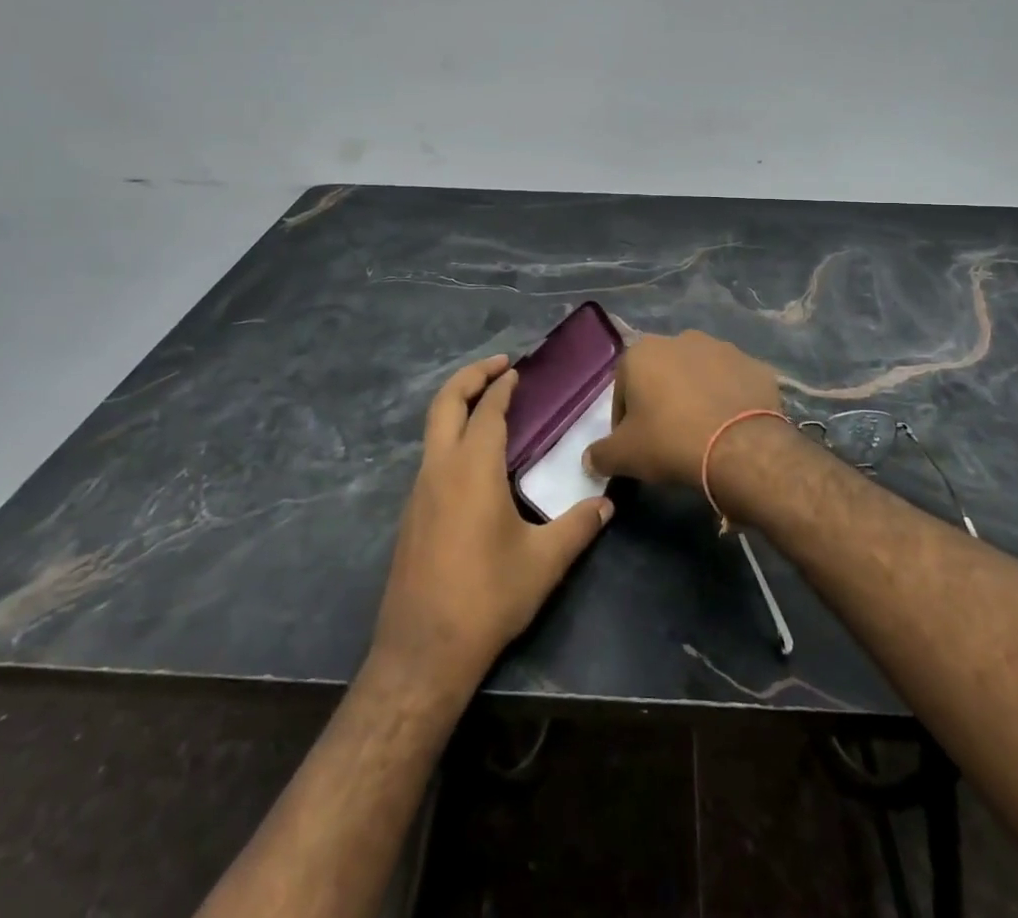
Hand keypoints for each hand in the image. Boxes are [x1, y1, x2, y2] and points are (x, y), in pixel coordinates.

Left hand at [372, 356, 612, 691]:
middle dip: (470, 376)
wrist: (422, 651)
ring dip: (458, 405)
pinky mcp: (412, 514)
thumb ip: (578, 526)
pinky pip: (432, 456)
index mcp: (472, 469)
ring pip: (433, 429)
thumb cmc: (487, 597)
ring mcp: (419, 491)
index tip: (518, 370)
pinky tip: (476, 459)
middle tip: (499, 365)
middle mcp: (439, 469)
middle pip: (445, 403)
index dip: (502, 386)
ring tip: (490, 405)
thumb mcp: (544, 562)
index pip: (488, 410)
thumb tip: (606, 504)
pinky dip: (452, 436)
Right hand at [585, 331, 786, 487]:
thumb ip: (600, 454)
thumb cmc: (670, 442)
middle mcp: (681, 339)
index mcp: (642, 352)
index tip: (635, 446)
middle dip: (662, 402)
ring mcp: (723, 348)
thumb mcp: (624, 456)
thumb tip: (590, 459)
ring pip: (699, 375)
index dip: (625, 420)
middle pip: (662, 376)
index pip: (623, 388)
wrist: (741, 447)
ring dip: (696, 397)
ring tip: (703, 433)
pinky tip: (731, 428)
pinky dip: (729, 400)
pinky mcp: (755, 365)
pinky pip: (734, 383)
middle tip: (668, 439)